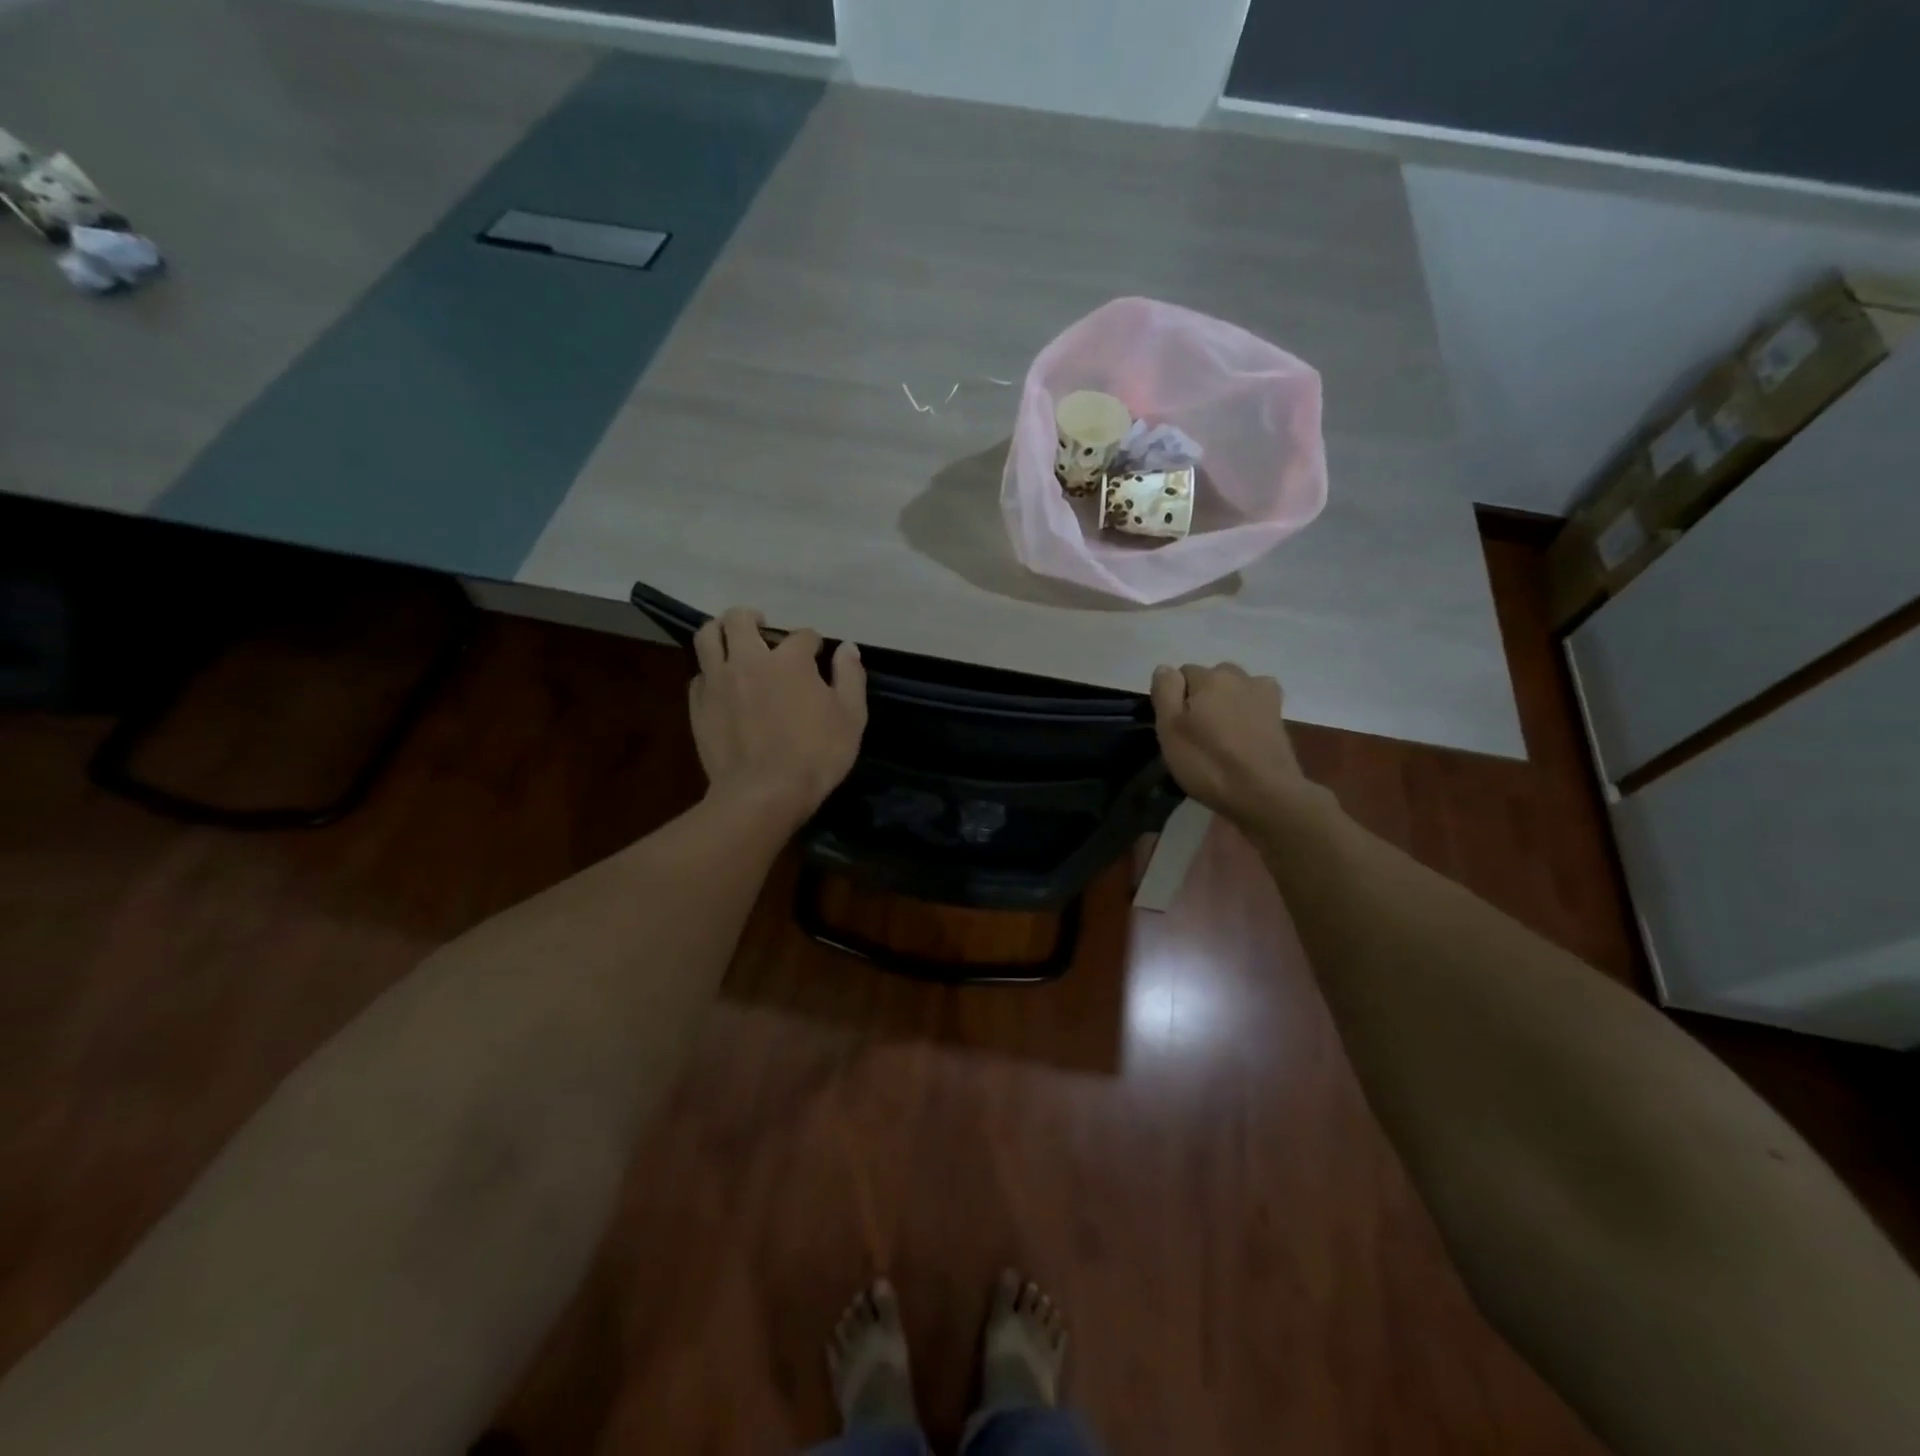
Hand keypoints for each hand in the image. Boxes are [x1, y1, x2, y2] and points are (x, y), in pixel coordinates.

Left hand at [691, 608, 866, 830]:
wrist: (764, 793)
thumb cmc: (816, 756)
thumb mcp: (851, 717)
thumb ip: (850, 677)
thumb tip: (848, 648)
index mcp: (789, 660)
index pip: (802, 635)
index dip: (812, 642)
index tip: (816, 654)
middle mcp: (749, 660)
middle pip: (740, 619)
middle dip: (753, 618)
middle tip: (762, 628)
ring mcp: (718, 681)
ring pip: (707, 636)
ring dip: (720, 630)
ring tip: (731, 640)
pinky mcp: (698, 705)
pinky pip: (699, 674)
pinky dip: (710, 671)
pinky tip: (721, 683)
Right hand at [1150, 662, 1315, 827]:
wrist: (1265, 794)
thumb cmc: (1209, 763)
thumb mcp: (1170, 729)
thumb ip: (1165, 691)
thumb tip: (1166, 668)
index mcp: (1210, 676)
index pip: (1181, 673)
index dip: (1174, 699)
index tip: (1175, 727)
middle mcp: (1239, 676)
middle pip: (1210, 678)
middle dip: (1201, 696)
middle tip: (1196, 732)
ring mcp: (1264, 694)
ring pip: (1233, 689)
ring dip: (1225, 703)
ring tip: (1221, 735)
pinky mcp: (1280, 715)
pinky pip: (1254, 703)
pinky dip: (1246, 712)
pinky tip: (1243, 735)